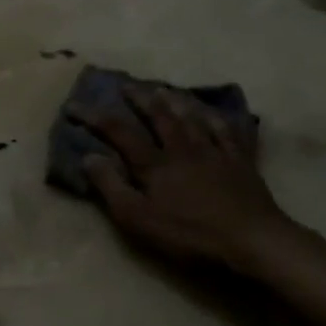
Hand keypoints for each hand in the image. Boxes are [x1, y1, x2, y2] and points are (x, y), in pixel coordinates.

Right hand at [76, 84, 290, 270]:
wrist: (251, 239)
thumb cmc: (189, 234)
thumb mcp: (138, 219)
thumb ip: (111, 187)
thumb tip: (89, 156)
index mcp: (155, 164)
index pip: (119, 132)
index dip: (94, 117)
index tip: (74, 105)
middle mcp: (182, 148)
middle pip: (158, 115)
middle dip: (139, 98)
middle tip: (126, 85)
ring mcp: (214, 151)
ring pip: (191, 116)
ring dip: (174, 100)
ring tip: (163, 88)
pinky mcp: (240, 161)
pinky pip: (226, 130)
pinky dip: (215, 117)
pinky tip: (211, 112)